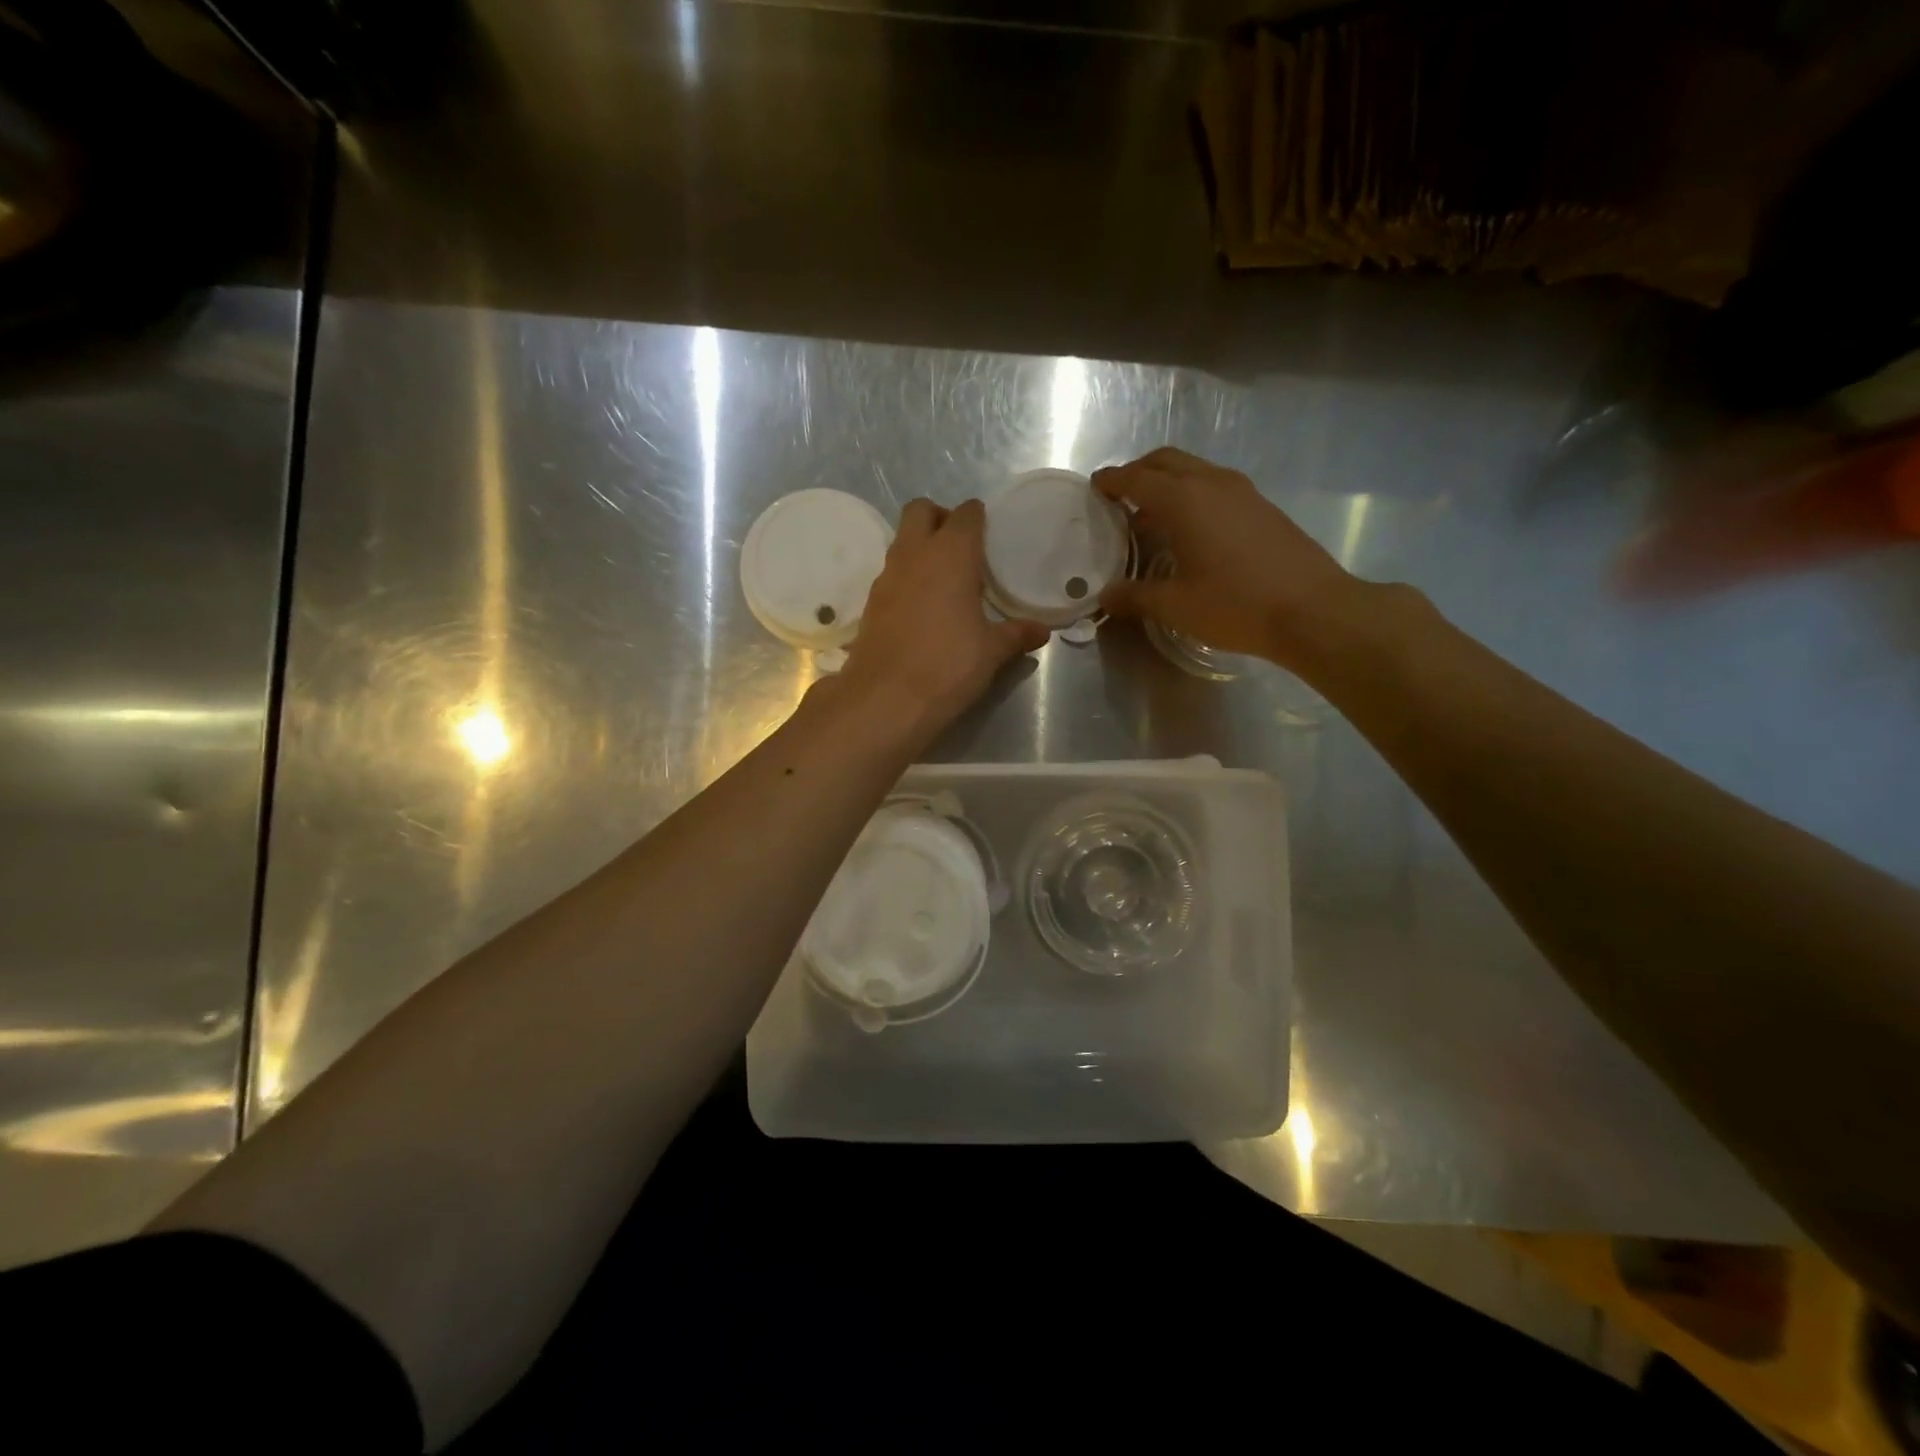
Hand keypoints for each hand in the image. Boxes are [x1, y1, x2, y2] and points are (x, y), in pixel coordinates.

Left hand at [834, 498, 1049, 741]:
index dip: (977, 518)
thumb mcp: (991, 651)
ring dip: (921, 548)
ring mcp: (887, 577)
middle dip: (940, 518)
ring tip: (945, 580)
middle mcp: (914, 554)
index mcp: (950, 554)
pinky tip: (923, 608)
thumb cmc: (948, 665)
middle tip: (961, 547)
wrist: (886, 698)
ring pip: (902, 541)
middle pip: (920, 510)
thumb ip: (1016, 634)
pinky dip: (907, 578)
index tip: (989, 533)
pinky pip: (891, 574)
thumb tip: (1041, 631)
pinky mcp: (871, 603)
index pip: (965, 514)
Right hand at [1094, 448, 1363, 672]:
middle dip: (1138, 471)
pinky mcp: (1263, 507)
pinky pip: (1216, 487)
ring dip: (1168, 483)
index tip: (1094, 487)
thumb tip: (1105, 595)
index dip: (1112, 482)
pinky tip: (1190, 530)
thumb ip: (1134, 596)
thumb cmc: (1234, 605)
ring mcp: (1243, 492)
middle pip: (1166, 461)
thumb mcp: (1175, 606)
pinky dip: (1193, 495)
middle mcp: (1212, 483)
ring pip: (1195, 471)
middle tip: (1120, 496)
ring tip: (1151, 515)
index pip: (1136, 479)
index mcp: (1184, 500)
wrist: (1313, 610)